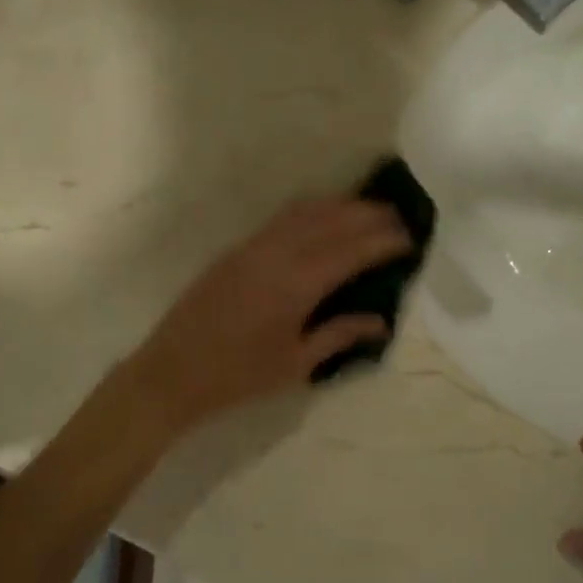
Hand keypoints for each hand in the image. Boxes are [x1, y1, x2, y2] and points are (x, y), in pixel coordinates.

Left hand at [122, 198, 412, 434]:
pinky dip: (312, 211)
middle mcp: (277, 254)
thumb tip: (381, 322)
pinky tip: (324, 219)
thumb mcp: (295, 363)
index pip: (351, 250)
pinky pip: (283, 218)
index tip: (410, 238)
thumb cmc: (238, 376)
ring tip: (367, 212)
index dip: (383, 241)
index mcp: (297, 284)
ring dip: (340, 206)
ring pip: (305, 211)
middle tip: (398, 219)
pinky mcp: (237, 248)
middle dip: (368, 215)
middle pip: (331, 220)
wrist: (172, 371)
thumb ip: (340, 335)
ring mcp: (254, 246)